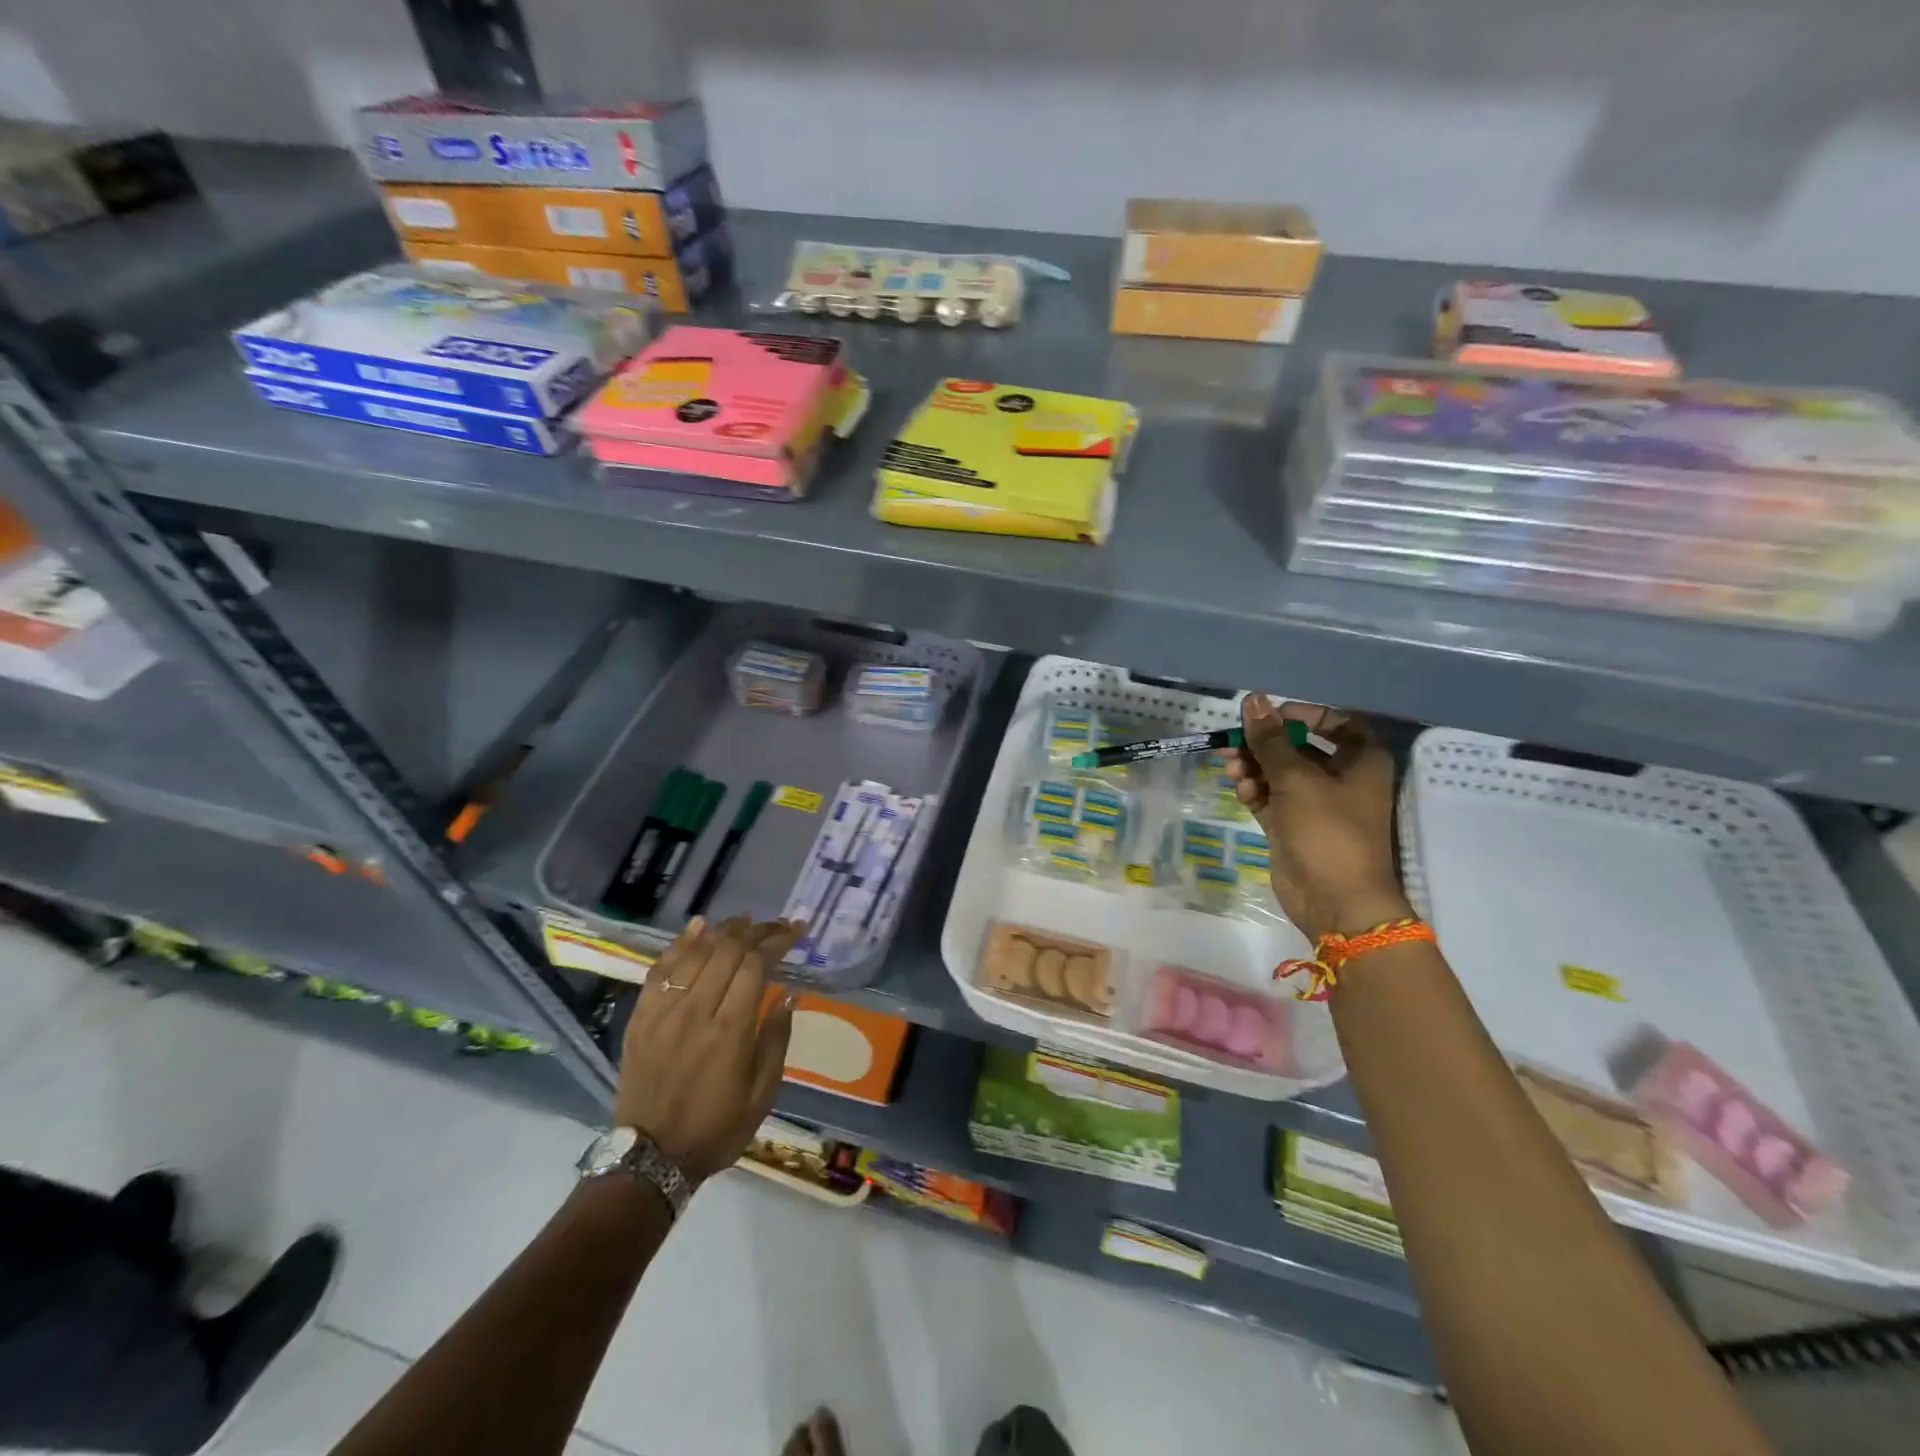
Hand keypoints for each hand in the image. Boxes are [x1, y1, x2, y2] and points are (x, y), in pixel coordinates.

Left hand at [615, 915, 802, 1182]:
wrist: (650, 1158)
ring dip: (723, 930)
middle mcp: (695, 1011)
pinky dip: (681, 943)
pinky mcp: (641, 1016)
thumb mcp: (762, 1094)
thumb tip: (790, 995)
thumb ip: (776, 1040)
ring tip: (745, 921)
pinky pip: (661, 968)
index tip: (796, 930)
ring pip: (696, 952)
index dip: (778, 940)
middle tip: (775, 925)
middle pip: (727, 950)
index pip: (756, 965)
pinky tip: (699, 926)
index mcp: (730, 1031)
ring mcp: (663, 1012)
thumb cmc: (717, 1129)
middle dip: (756, 931)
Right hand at [1224, 694, 1410, 941]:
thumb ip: (1269, 740)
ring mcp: (1315, 804)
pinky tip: (1241, 791)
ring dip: (1253, 767)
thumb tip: (1253, 700)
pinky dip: (1254, 791)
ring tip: (1232, 770)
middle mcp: (1341, 778)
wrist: (1334, 900)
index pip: (1334, 722)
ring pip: (1279, 773)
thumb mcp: (1296, 779)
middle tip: (1232, 743)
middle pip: (1298, 747)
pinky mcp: (1293, 826)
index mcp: (1360, 761)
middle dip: (1264, 744)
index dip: (1300, 715)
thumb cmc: (1327, 831)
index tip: (1269, 718)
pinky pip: (1270, 798)